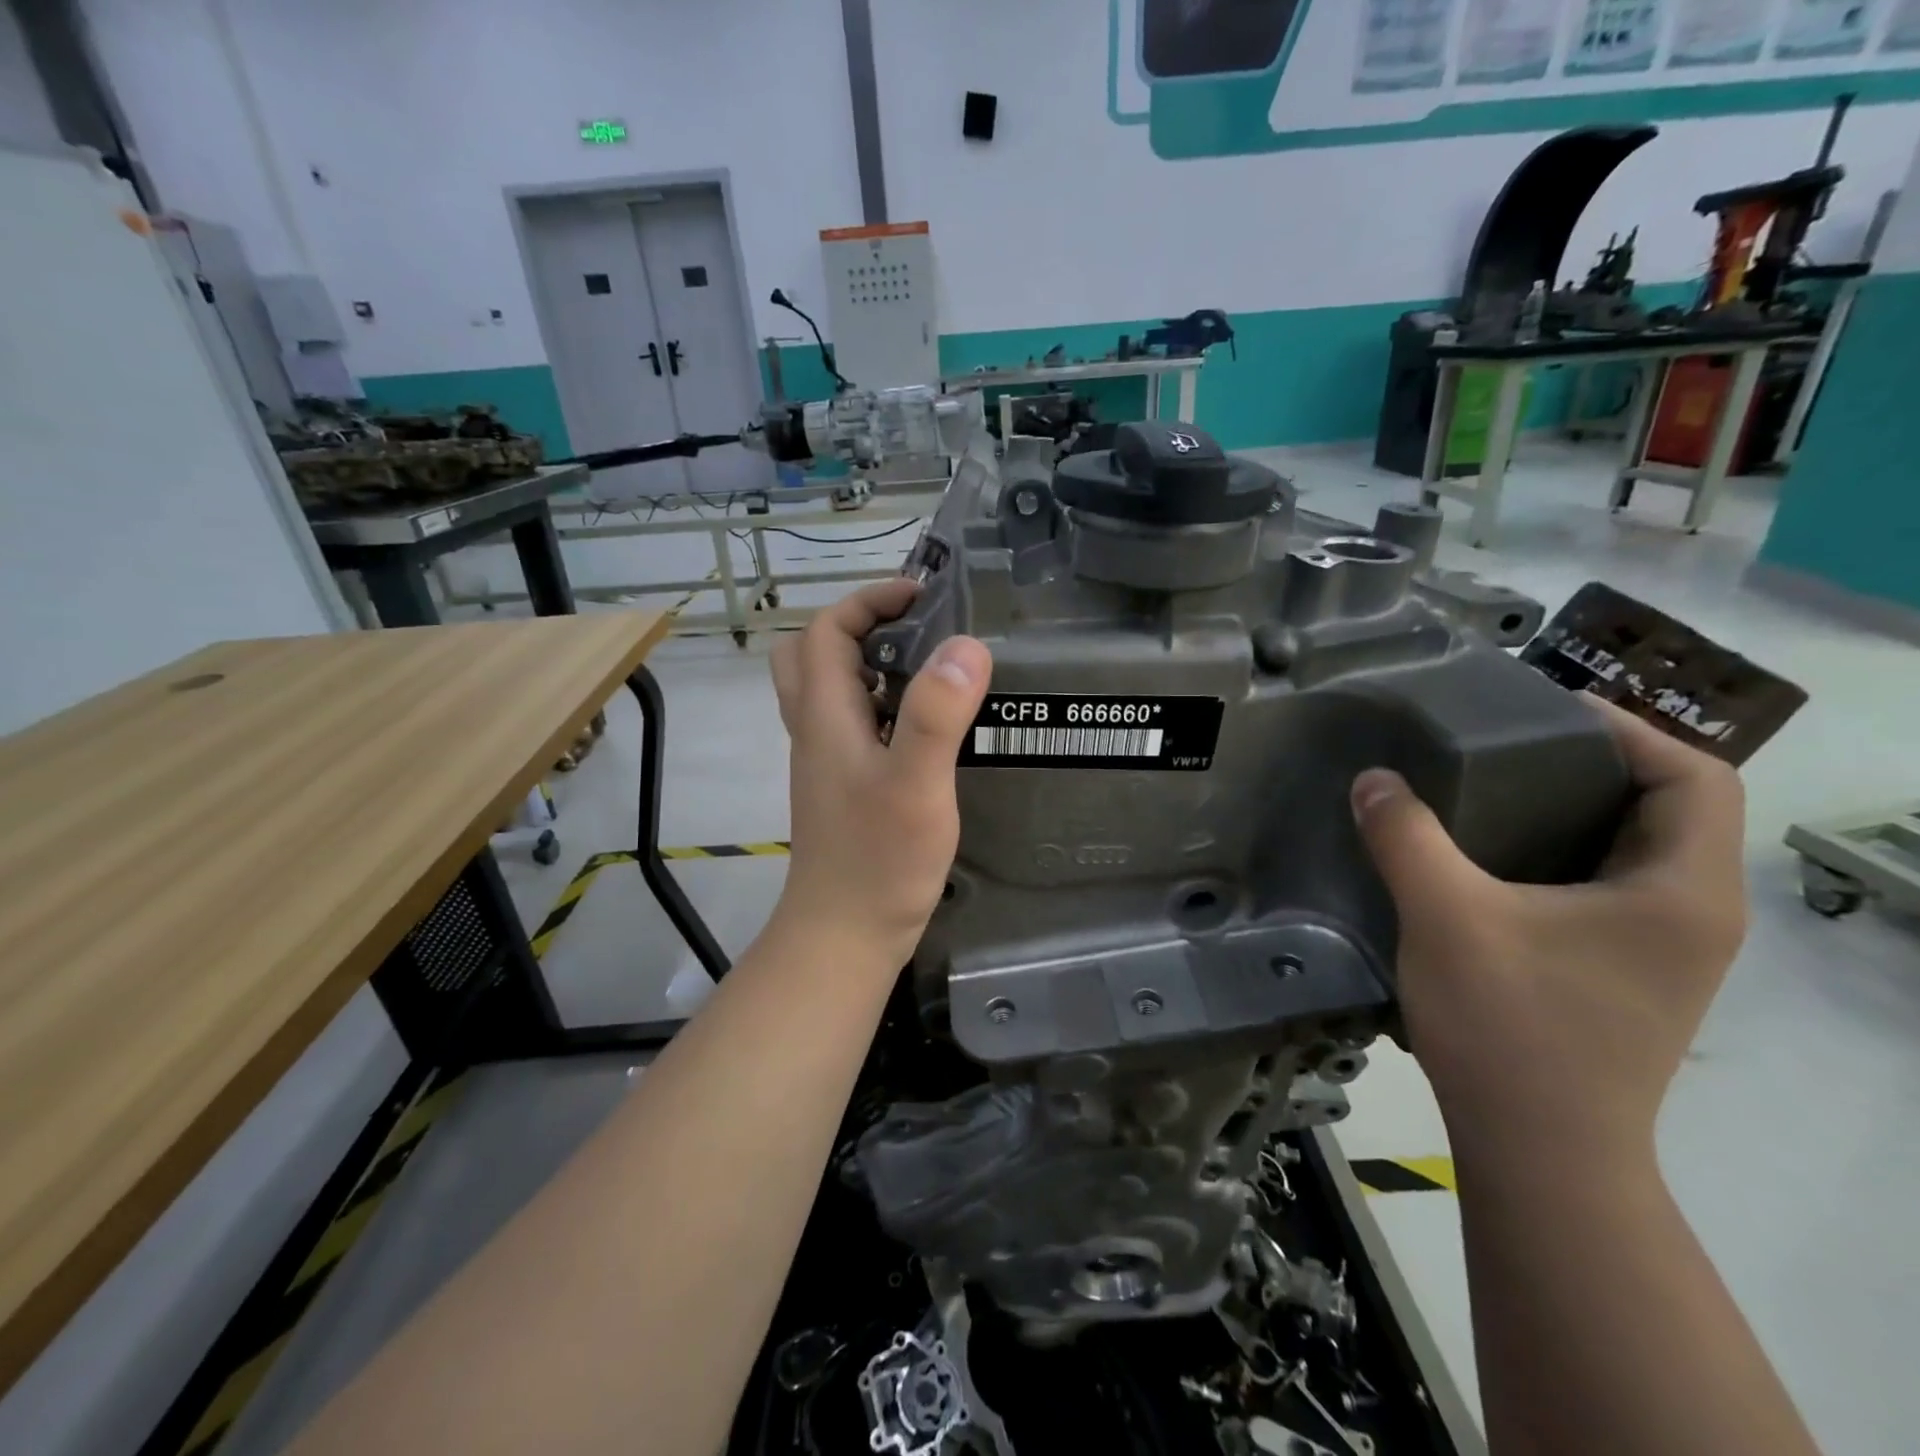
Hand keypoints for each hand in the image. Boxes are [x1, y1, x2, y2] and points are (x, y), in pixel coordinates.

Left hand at [770, 580, 990, 967]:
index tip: (922, 596)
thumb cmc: (878, 860)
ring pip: (831, 692)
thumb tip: (965, 645)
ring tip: (930, 671)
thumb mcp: (915, 784)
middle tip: (914, 631)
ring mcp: (827, 762)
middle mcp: (816, 731)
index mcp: (825, 716)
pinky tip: (927, 730)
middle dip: (858, 627)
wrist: (845, 935)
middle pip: (813, 655)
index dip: (868, 601)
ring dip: (870, 666)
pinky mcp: (844, 788)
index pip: (827, 631)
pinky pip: (853, 726)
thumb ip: (937, 715)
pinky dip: (882, 708)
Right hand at [1350, 699, 1746, 1163]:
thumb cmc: (1512, 1027)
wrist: (1540, 1152)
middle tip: (1501, 744)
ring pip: (1634, 851)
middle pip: (1667, 808)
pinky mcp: (1626, 975)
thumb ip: (1407, 838)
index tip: (1542, 714)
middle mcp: (1694, 914)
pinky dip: (1559, 856)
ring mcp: (1664, 952)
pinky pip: (1605, 888)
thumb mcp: (1447, 917)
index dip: (1627, 730)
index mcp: (1682, 890)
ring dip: (1572, 810)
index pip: (1697, 775)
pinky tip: (1489, 861)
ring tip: (1487, 790)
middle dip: (1591, 764)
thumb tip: (1373, 780)